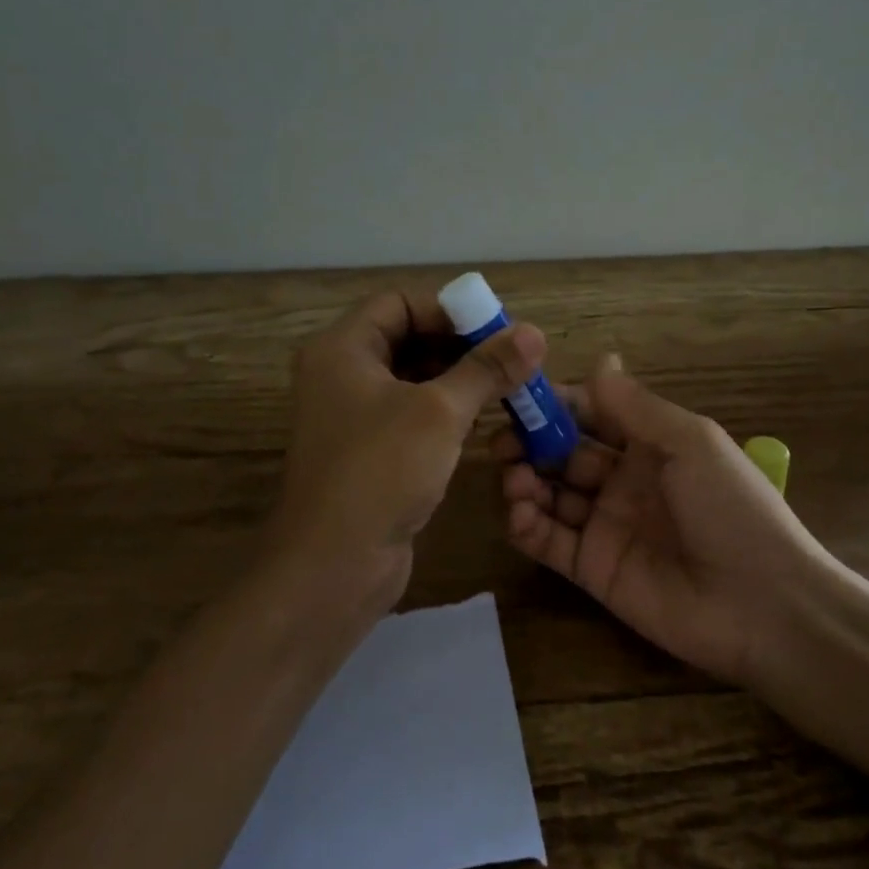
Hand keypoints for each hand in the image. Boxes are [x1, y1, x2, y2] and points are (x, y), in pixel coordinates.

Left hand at [270, 289, 546, 621]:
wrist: (332, 566)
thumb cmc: (380, 471)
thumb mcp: (440, 411)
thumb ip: (487, 369)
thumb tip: (535, 333)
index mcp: (342, 348)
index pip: (399, 302)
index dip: (448, 309)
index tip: (495, 328)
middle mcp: (341, 374)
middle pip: (407, 338)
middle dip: (460, 344)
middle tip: (510, 358)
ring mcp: (352, 415)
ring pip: (412, 378)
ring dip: (458, 378)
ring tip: (507, 386)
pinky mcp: (368, 451)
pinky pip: (411, 413)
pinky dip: (445, 410)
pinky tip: (482, 419)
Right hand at [496, 354, 825, 687]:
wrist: (763, 606)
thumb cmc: (731, 508)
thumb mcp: (690, 443)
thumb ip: (636, 406)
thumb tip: (600, 359)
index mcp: (650, 445)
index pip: (591, 415)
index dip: (557, 406)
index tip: (519, 396)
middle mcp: (622, 480)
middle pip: (563, 454)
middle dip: (531, 444)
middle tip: (500, 443)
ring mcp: (605, 526)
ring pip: (550, 495)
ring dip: (524, 481)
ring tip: (513, 479)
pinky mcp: (592, 569)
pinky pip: (548, 541)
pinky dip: (526, 525)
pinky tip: (519, 512)